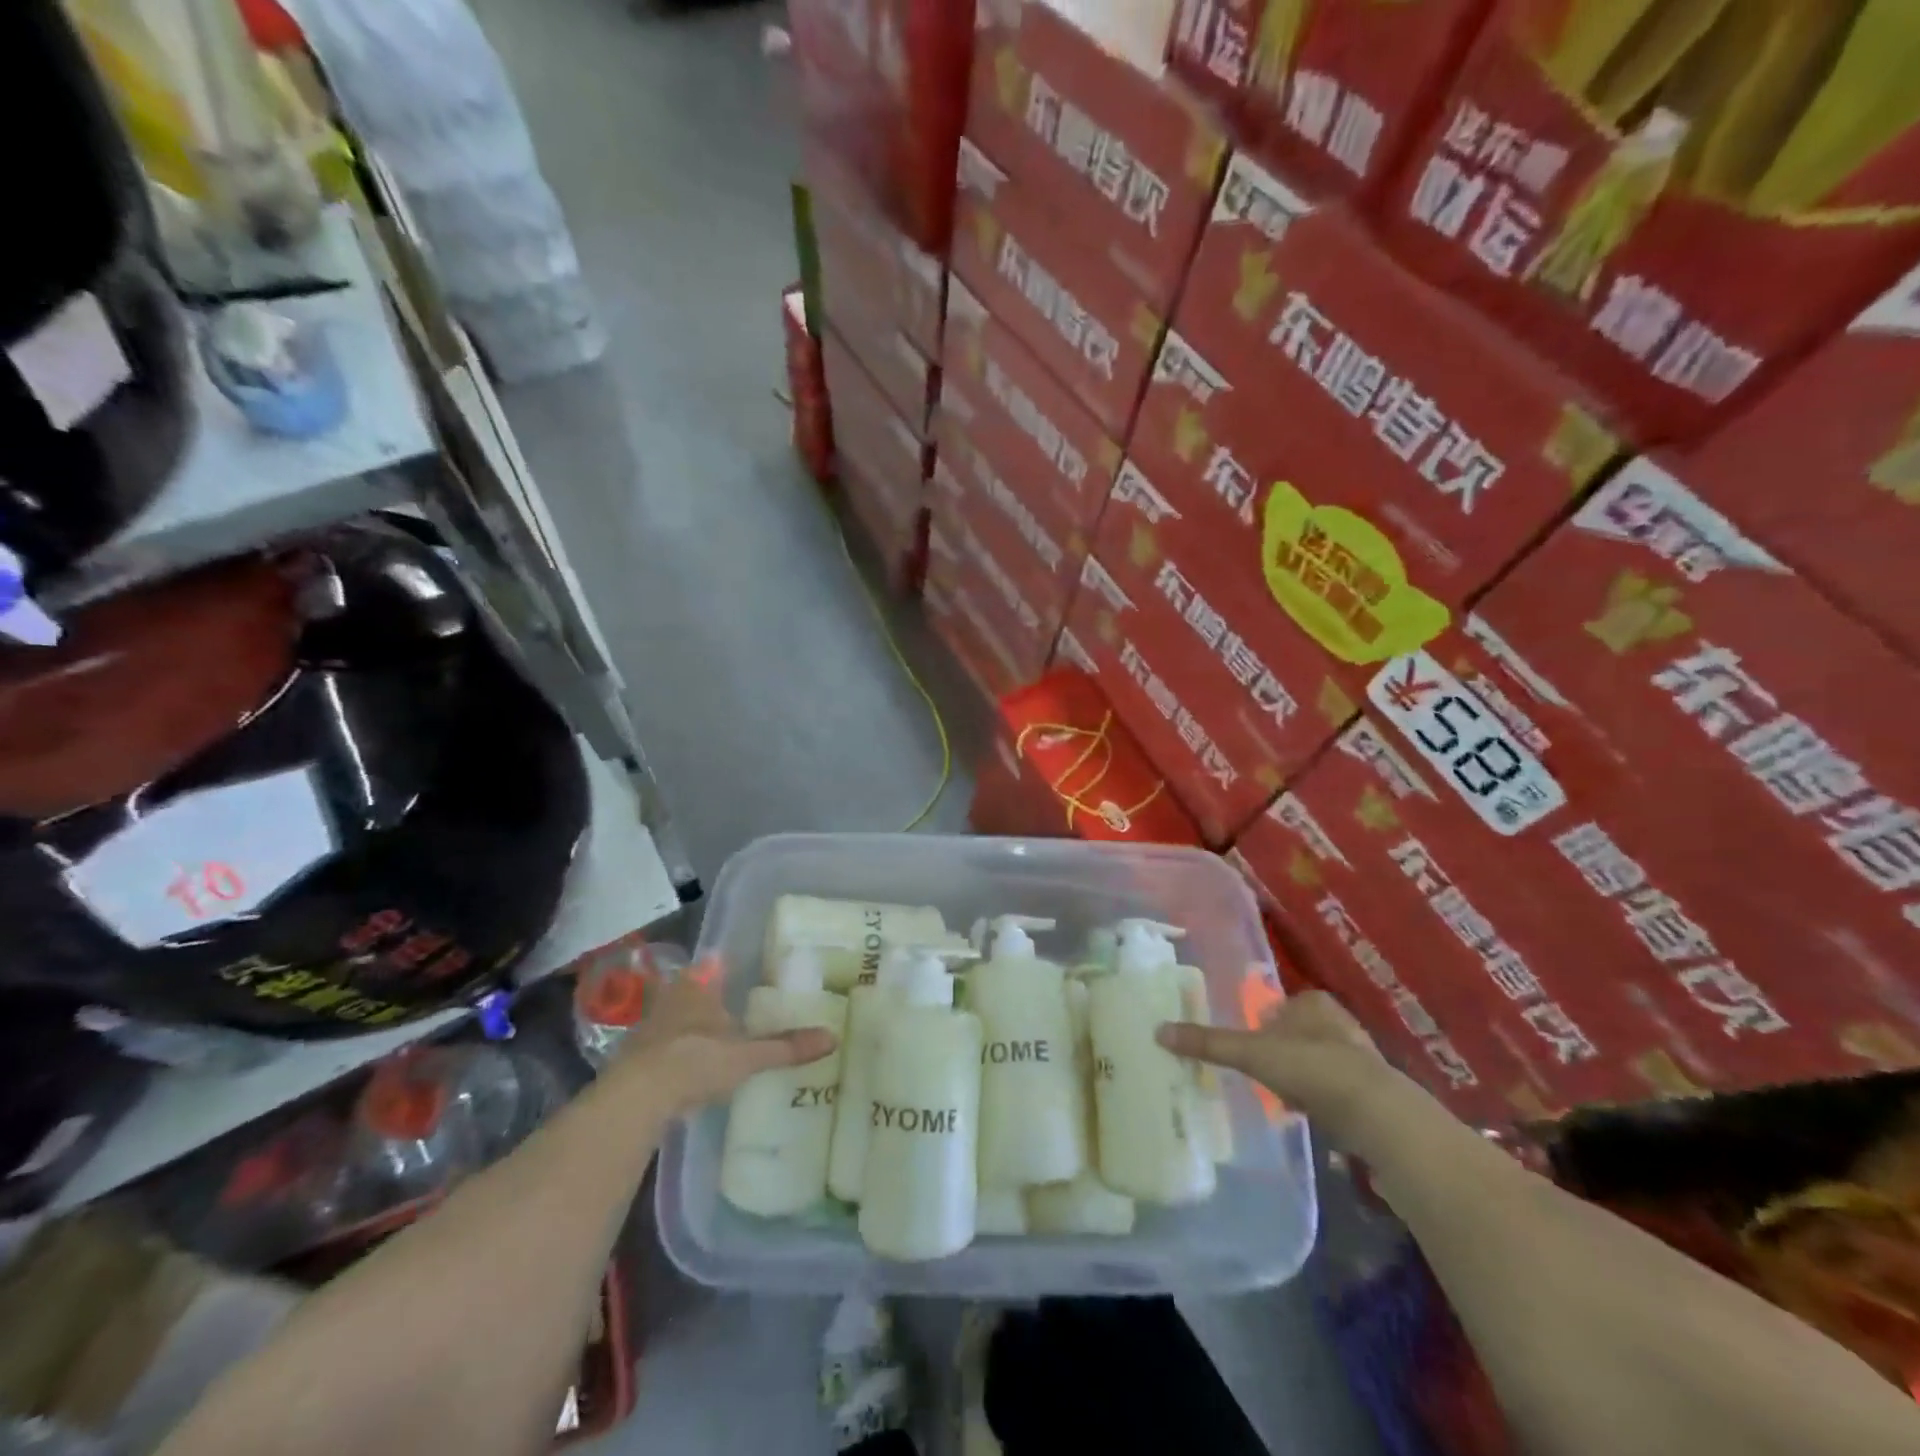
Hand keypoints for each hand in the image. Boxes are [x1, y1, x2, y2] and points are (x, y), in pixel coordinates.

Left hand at [607, 960, 836, 1115]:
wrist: (636, 1098)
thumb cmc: (696, 1060)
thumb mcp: (748, 1056)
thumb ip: (786, 1047)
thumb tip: (833, 1037)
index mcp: (700, 987)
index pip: (713, 963)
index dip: (724, 963)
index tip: (736, 964)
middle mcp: (673, 998)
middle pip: (690, 986)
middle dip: (705, 992)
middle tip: (726, 1001)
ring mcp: (649, 1027)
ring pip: (672, 1014)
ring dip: (687, 1021)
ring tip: (709, 1032)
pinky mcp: (634, 1057)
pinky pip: (660, 1044)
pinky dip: (673, 1049)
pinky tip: (685, 1063)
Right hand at [1157, 990, 1395, 1145]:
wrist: (1376, 1115)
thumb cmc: (1310, 1067)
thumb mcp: (1251, 1053)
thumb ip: (1209, 1043)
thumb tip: (1159, 1031)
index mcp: (1313, 1003)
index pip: (1284, 1004)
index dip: (1266, 1020)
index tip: (1250, 1040)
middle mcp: (1340, 1023)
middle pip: (1301, 1032)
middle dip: (1284, 1049)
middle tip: (1261, 1070)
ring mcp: (1360, 1059)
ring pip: (1320, 1062)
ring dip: (1302, 1077)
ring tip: (1280, 1096)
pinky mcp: (1373, 1094)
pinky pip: (1336, 1091)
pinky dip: (1321, 1101)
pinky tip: (1308, 1116)